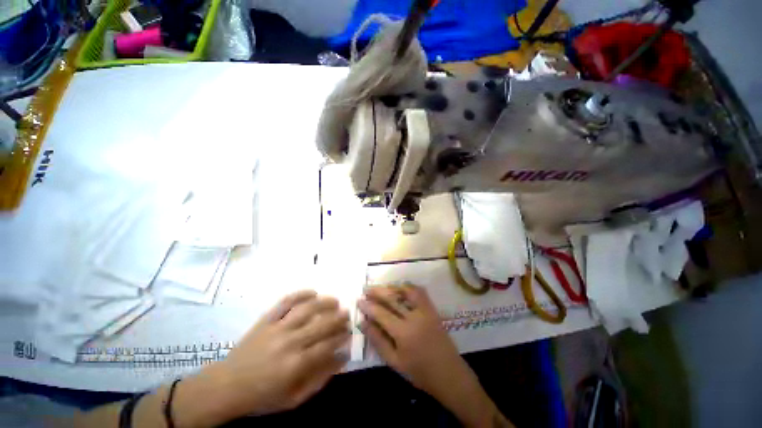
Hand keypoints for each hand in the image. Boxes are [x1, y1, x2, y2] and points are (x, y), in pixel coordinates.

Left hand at [175, 290, 350, 424]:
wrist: (226, 386)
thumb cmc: (262, 396)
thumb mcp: (294, 398)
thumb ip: (320, 378)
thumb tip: (342, 358)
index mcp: (296, 364)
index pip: (327, 345)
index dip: (341, 337)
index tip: (349, 332)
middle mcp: (290, 342)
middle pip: (321, 324)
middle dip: (338, 318)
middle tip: (347, 314)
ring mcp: (277, 327)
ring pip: (307, 309)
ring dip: (324, 302)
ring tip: (335, 301)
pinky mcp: (266, 319)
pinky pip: (286, 302)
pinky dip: (300, 294)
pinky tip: (312, 292)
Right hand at [358, 285, 511, 427]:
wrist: (449, 374)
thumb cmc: (419, 372)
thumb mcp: (394, 362)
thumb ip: (378, 340)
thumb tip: (363, 322)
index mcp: (403, 333)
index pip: (381, 313)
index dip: (368, 306)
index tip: (359, 300)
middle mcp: (414, 317)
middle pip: (392, 299)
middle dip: (377, 292)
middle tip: (366, 289)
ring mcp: (425, 311)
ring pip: (405, 292)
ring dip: (391, 287)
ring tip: (380, 287)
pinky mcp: (432, 309)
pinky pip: (420, 292)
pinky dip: (409, 287)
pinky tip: (400, 287)